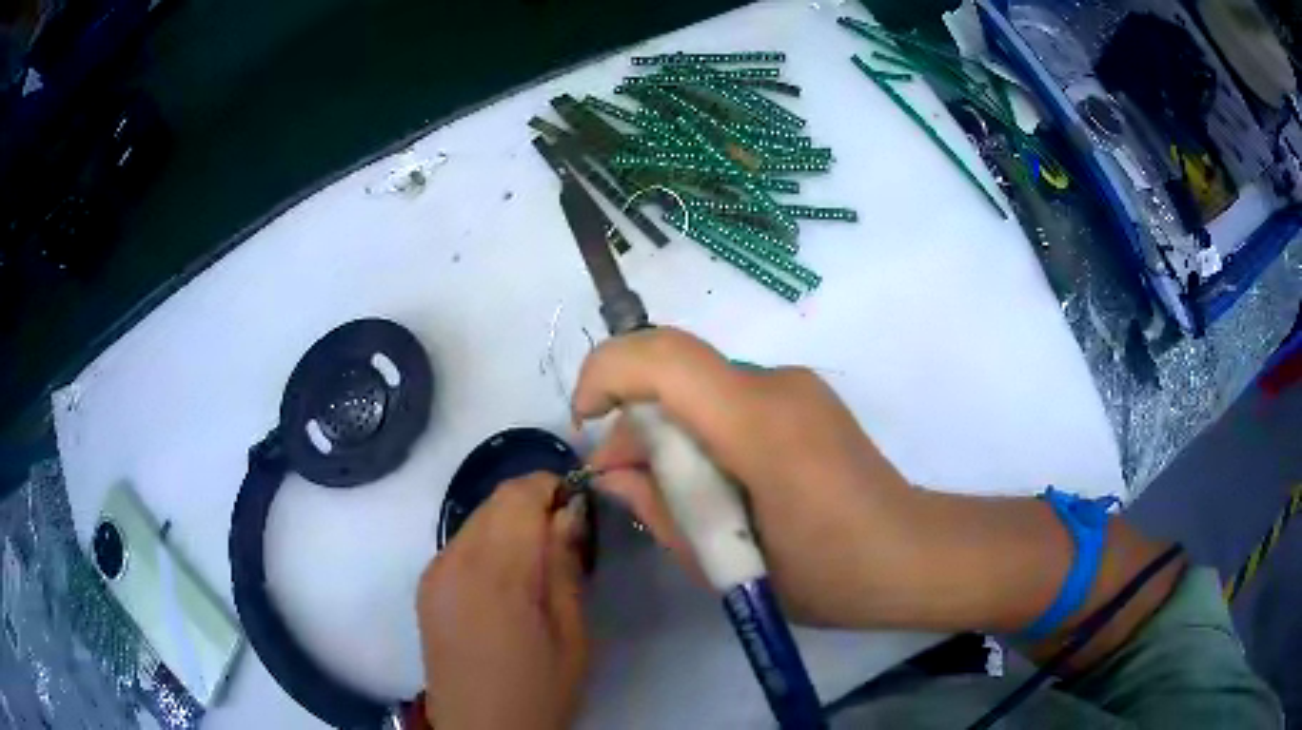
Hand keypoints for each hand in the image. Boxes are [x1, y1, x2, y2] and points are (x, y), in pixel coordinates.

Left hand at [417, 473, 587, 729]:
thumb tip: (571, 511)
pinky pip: (461, 542)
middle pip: (497, 500)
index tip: (580, 509)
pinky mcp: (426, 585)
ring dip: (511, 523)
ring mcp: (435, 571)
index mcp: (497, 572)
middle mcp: (456, 559)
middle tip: (566, 538)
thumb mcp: (573, 634)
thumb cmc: (539, 690)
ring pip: (478, 518)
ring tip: (537, 563)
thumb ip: (567, 566)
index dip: (554, 487)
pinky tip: (506, 583)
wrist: (480, 729)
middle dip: (535, 503)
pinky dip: (489, 544)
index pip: (521, 493)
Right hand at [572, 328, 915, 627]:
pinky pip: (729, 396)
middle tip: (623, 477)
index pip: (664, 357)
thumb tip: (613, 471)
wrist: (910, 556)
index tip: (586, 422)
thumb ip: (660, 508)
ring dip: (667, 425)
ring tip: (671, 491)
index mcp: (760, 425)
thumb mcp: (726, 562)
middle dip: (632, 412)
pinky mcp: (804, 396)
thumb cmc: (827, 575)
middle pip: (677, 366)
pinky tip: (713, 481)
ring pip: (701, 383)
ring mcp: (796, 385)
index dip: (607, 372)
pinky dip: (700, 427)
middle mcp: (777, 384)